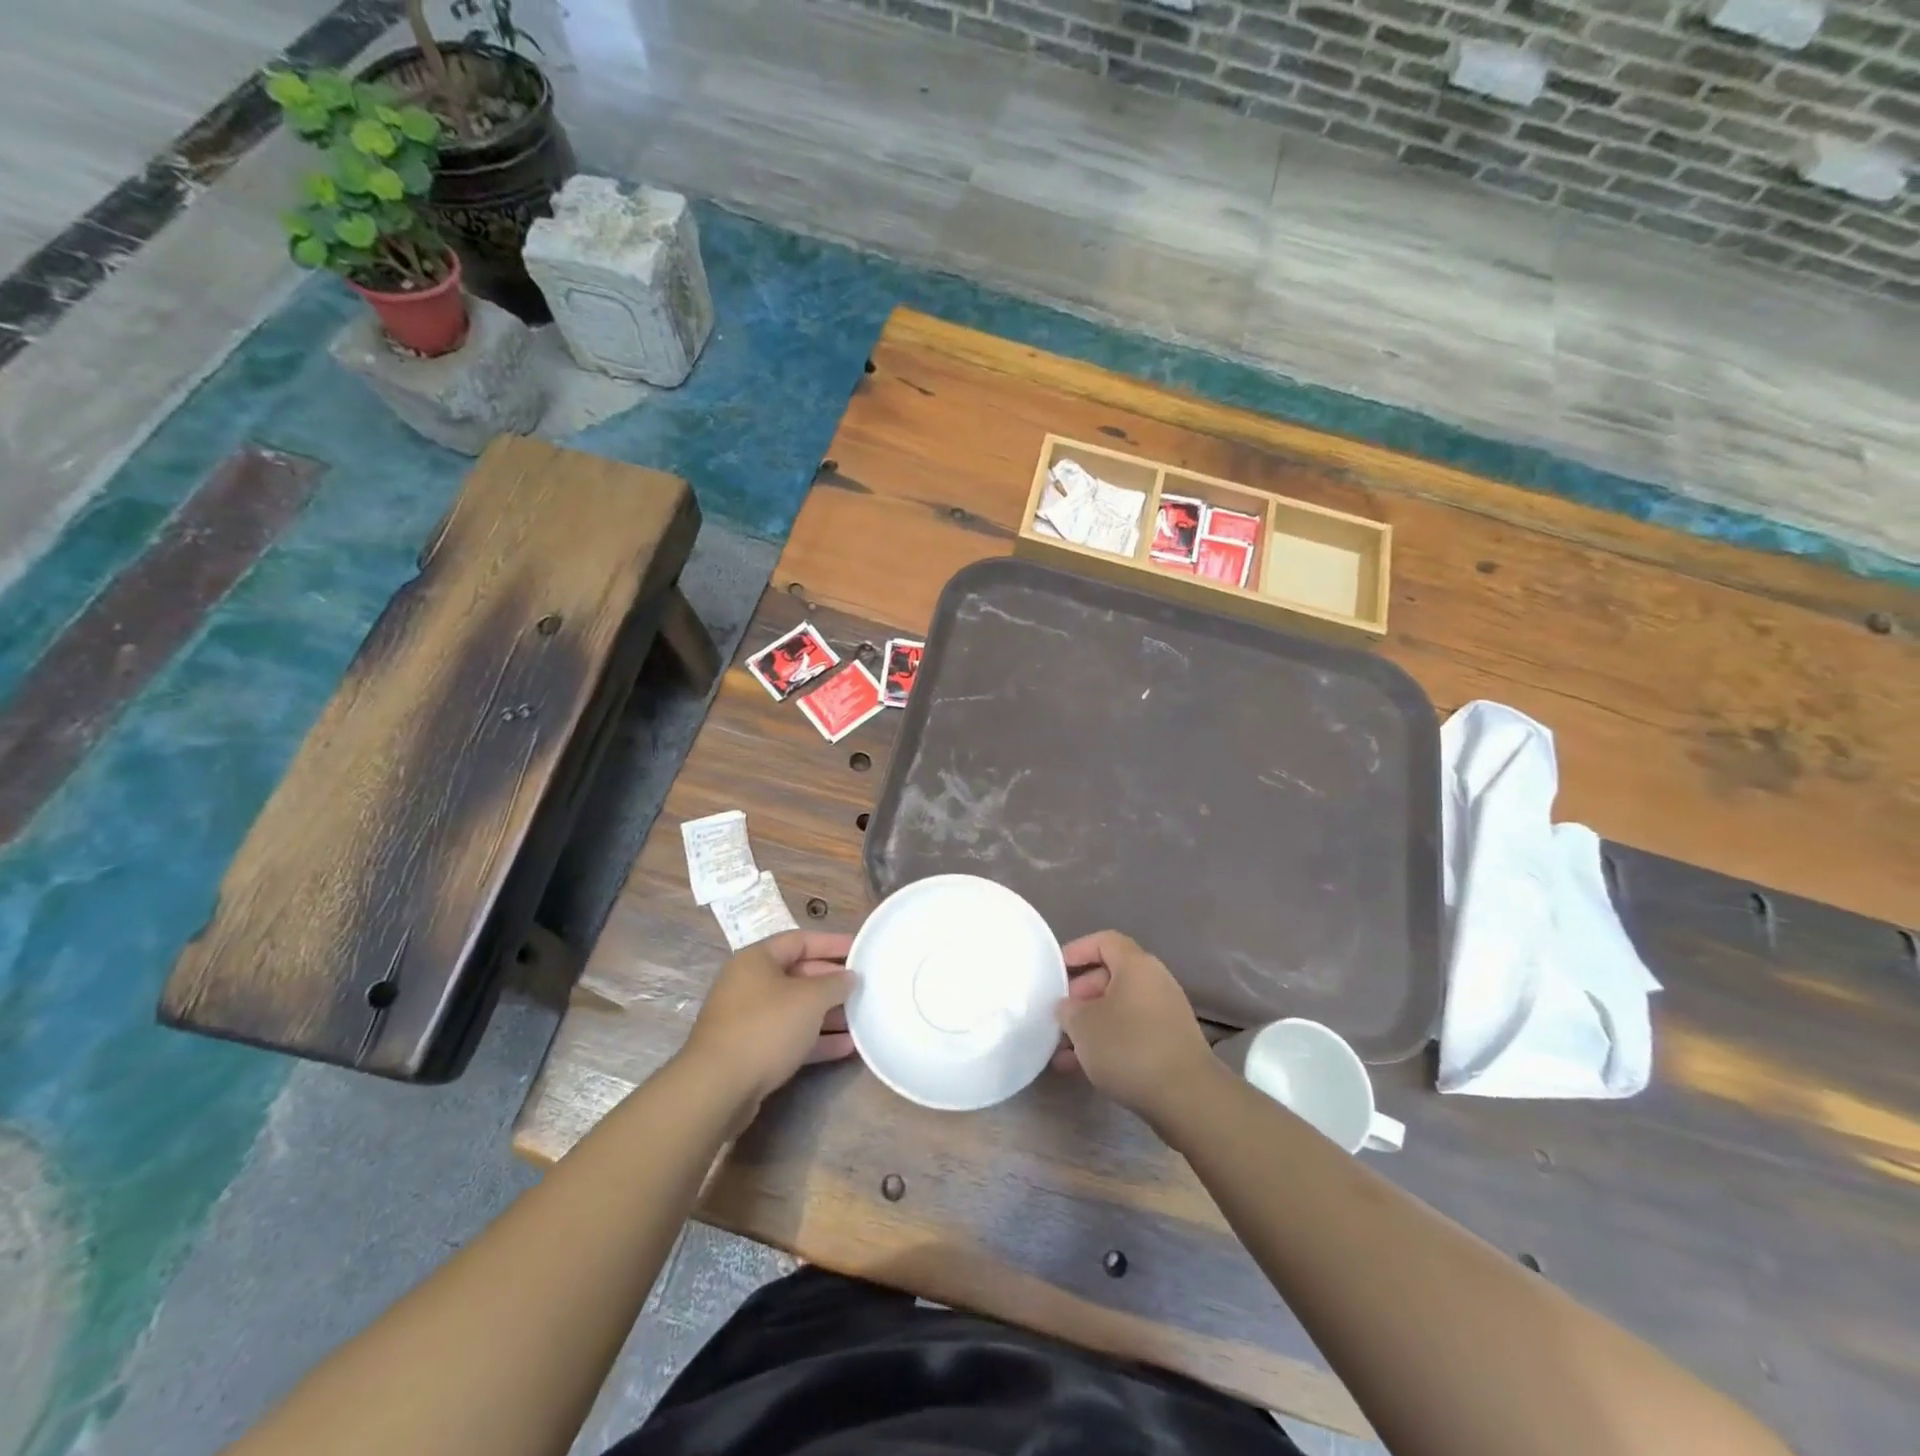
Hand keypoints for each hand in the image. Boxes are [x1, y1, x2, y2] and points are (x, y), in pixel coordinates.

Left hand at [680, 931, 855, 1124]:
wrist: (717, 1089)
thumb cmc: (766, 1027)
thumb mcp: (809, 999)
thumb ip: (834, 983)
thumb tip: (849, 977)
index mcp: (756, 960)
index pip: (800, 940)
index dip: (832, 943)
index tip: (861, 949)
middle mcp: (749, 984)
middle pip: (798, 975)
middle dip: (832, 982)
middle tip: (863, 987)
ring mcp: (747, 1020)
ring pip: (795, 1009)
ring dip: (827, 1014)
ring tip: (861, 1018)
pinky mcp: (750, 1052)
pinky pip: (788, 1037)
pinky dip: (815, 1039)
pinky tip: (846, 1047)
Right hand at [1052, 930, 1217, 1123]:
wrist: (1186, 1097)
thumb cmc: (1128, 1047)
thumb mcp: (1083, 1025)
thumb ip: (1067, 1009)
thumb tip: (1068, 1007)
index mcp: (1136, 965)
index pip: (1104, 941)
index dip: (1076, 951)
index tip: (1054, 972)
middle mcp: (1154, 982)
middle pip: (1110, 976)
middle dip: (1079, 995)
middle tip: (1058, 1016)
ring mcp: (1165, 1014)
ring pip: (1118, 1009)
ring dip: (1090, 1025)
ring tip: (1061, 1050)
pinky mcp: (1169, 1044)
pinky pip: (1131, 1032)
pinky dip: (1107, 1043)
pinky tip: (1082, 1068)